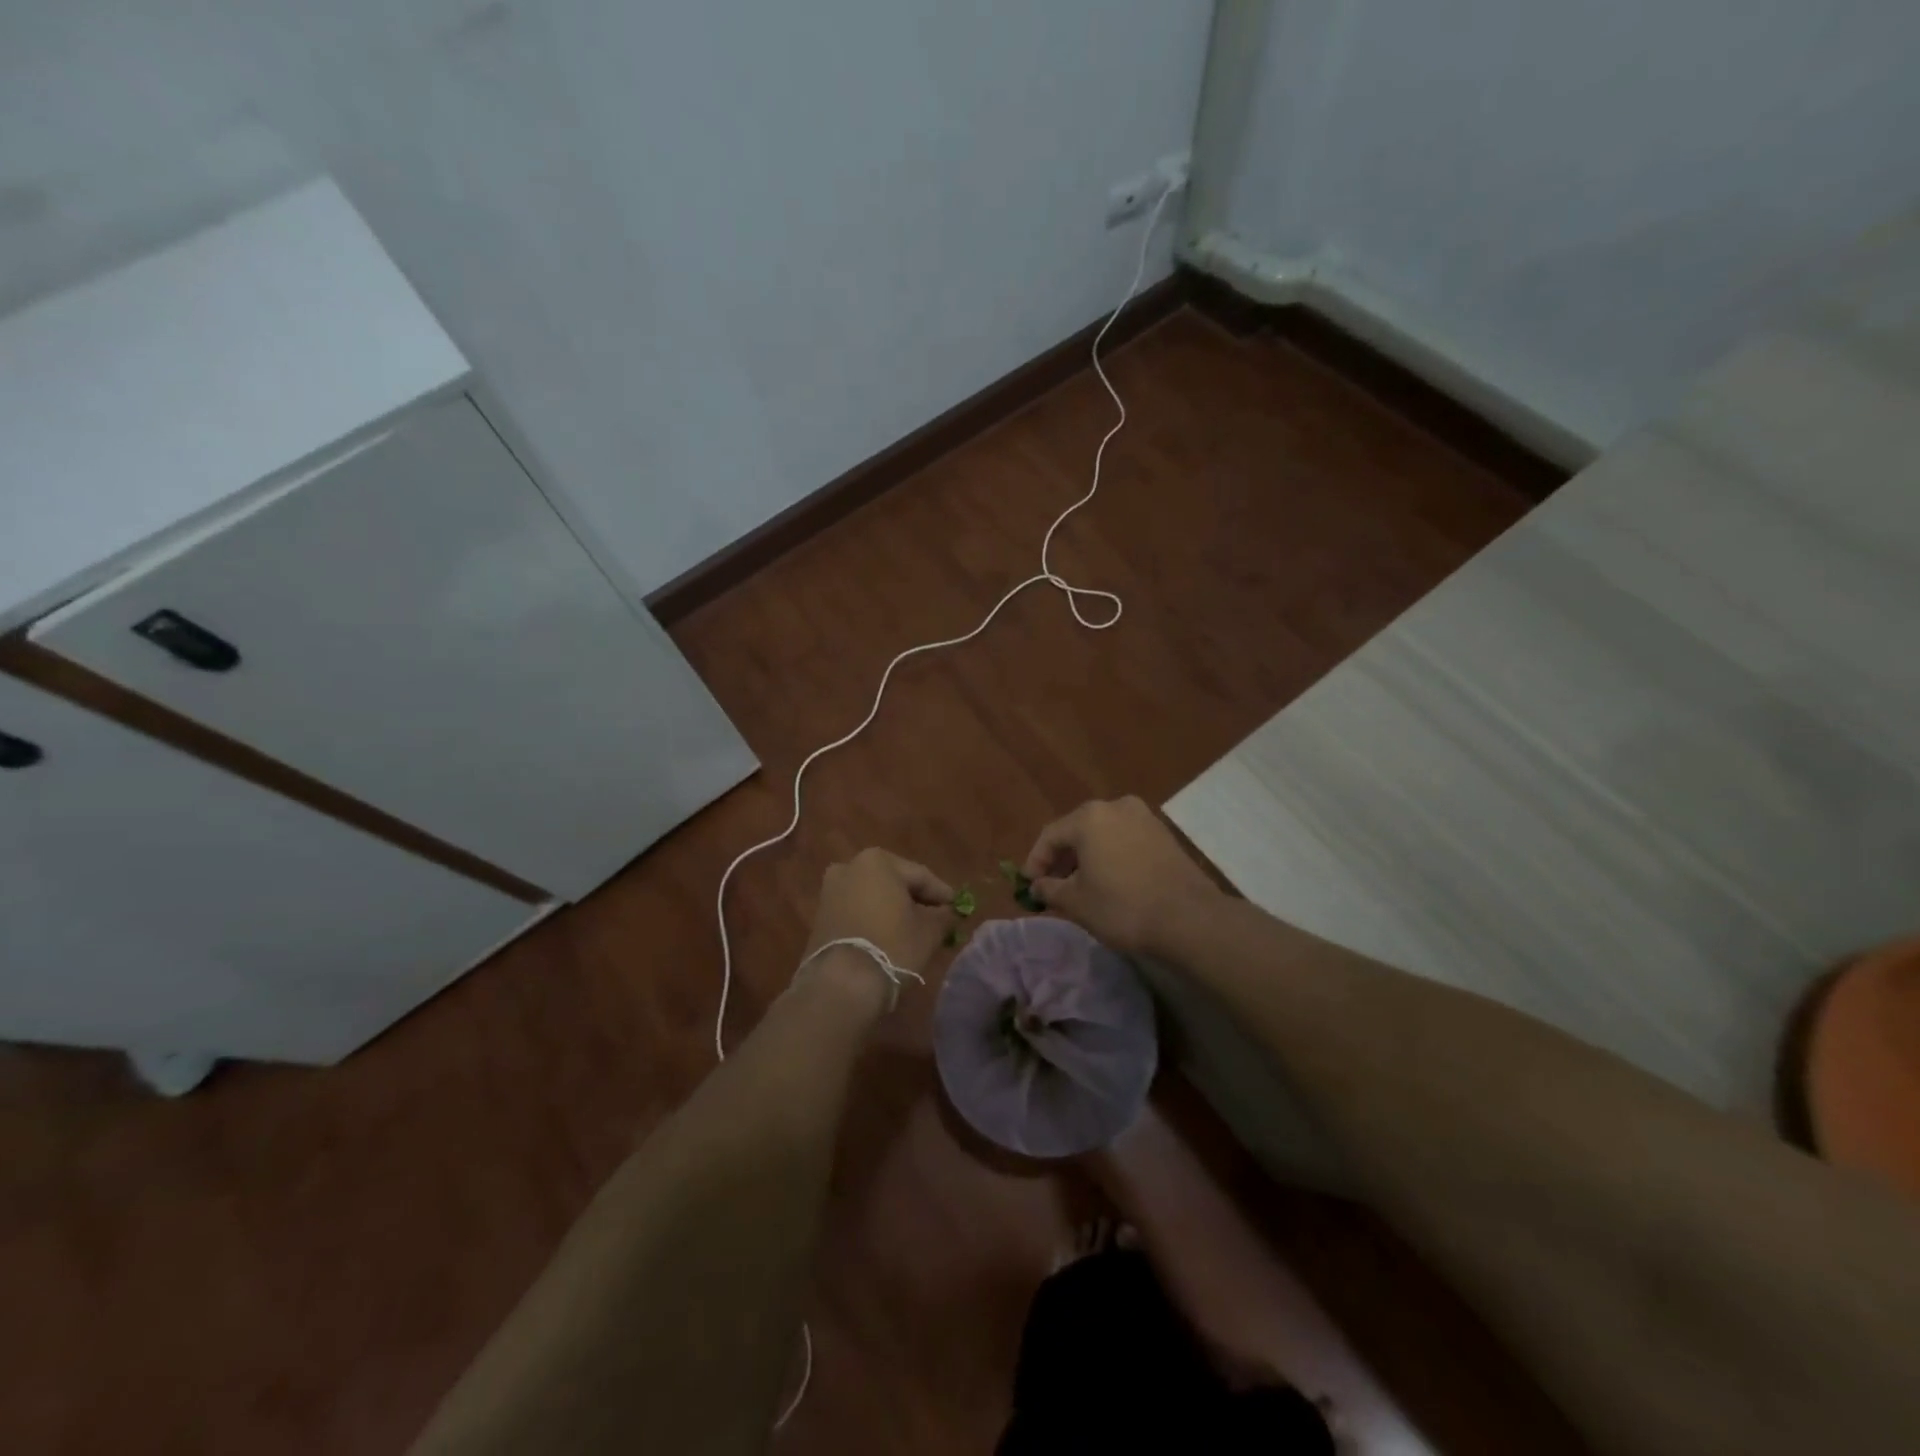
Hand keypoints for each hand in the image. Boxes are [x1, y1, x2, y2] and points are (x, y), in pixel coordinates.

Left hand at [800, 848, 953, 1009]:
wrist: (841, 983)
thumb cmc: (892, 946)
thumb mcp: (929, 931)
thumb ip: (943, 915)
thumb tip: (949, 912)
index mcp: (878, 861)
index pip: (921, 875)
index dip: (942, 894)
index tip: (958, 908)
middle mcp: (850, 866)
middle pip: (895, 883)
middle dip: (916, 901)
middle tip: (938, 919)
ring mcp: (831, 891)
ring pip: (874, 897)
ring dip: (894, 910)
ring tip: (914, 931)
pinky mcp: (821, 915)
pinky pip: (857, 911)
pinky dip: (874, 919)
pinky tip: (889, 937)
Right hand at [1023, 797, 1221, 956]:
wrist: (1189, 919)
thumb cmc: (1123, 907)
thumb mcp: (1077, 902)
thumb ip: (1050, 889)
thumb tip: (1037, 887)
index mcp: (1089, 817)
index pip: (1050, 836)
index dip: (1035, 862)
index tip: (1029, 887)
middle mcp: (1116, 807)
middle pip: (1077, 830)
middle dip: (1061, 859)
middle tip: (1052, 886)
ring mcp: (1144, 818)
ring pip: (1102, 834)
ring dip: (1086, 857)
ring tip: (1079, 886)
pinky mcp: (1163, 834)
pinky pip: (1125, 840)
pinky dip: (1110, 856)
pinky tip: (1108, 881)